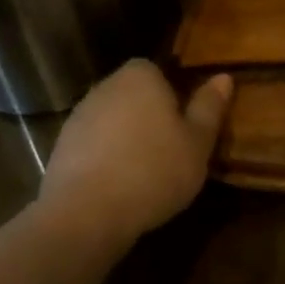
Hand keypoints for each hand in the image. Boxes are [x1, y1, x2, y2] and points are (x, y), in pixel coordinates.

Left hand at [37, 60, 232, 244]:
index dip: (172, 91)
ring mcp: (77, 118)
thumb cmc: (154, 170)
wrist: (86, 214)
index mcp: (140, 78)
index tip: (185, 120)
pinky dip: (106, 157)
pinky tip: (120, 184)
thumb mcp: (198, 142)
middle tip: (172, 145)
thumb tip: (224, 77)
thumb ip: (209, 107)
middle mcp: (105, 88)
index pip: (156, 69)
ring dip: (126, 136)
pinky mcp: (60, 149)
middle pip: (132, 93)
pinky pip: (93, 145)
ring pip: (112, 119)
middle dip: (149, 113)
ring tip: (147, 169)